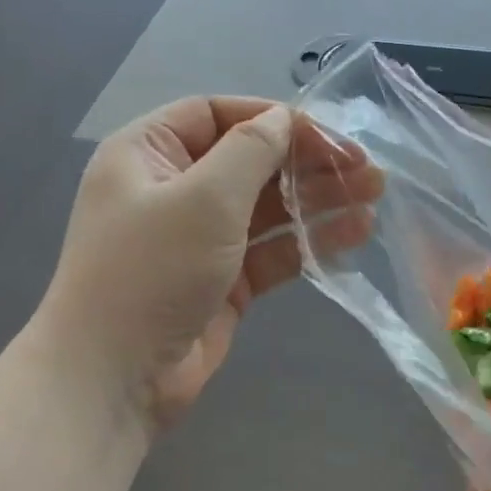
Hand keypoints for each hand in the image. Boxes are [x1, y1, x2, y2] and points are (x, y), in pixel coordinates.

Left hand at [37, 97, 381, 430]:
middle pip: (249, 162)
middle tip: (367, 169)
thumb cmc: (153, 271)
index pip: (216, 115)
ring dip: (317, 202)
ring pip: (267, 210)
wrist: (117, 375)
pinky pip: (271, 253)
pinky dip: (308, 243)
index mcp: (148, 153)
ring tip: (373, 198)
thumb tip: (283, 119)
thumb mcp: (204, 198)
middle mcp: (173, 191)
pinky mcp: (224, 284)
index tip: (327, 133)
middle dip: (307, 162)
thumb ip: (250, 151)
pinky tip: (352, 236)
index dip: (273, 118)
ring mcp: (200, 241)